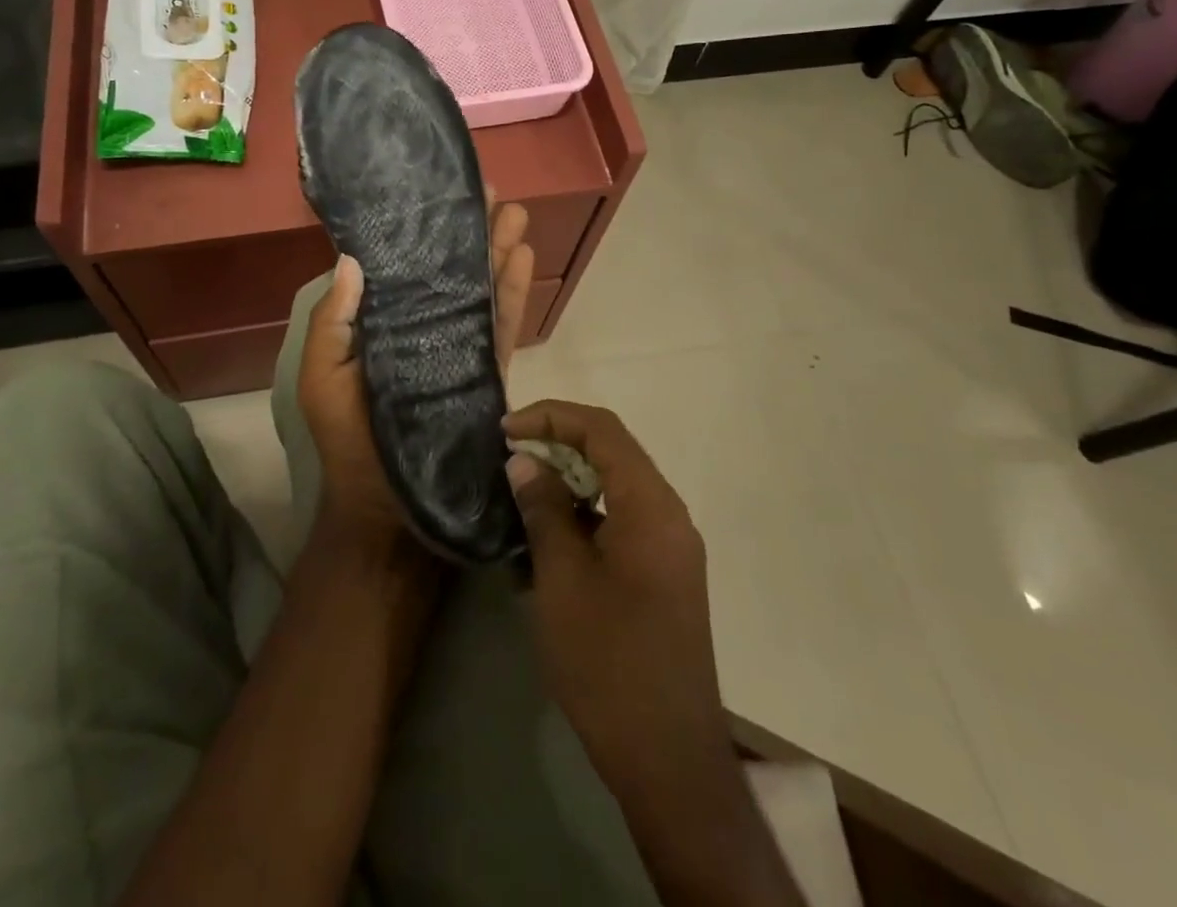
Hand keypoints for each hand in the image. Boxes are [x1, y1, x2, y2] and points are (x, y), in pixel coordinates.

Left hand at [298, 196, 534, 556]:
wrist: (387, 510)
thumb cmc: (348, 439)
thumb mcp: (323, 376)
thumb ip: (333, 320)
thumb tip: (351, 259)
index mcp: (383, 326)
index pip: (404, 269)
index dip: (420, 232)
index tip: (436, 196)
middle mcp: (423, 328)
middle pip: (451, 271)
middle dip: (470, 232)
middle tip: (489, 191)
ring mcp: (457, 348)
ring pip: (481, 289)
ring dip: (498, 250)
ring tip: (516, 212)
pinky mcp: (485, 371)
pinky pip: (501, 325)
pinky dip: (513, 292)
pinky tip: (524, 258)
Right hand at [506, 402, 799, 904]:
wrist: (668, 759)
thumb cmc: (609, 661)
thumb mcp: (563, 579)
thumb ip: (544, 509)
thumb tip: (524, 461)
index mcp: (651, 506)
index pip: (602, 430)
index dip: (551, 417)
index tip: (506, 430)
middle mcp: (668, 515)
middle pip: (612, 452)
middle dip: (558, 443)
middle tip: (510, 455)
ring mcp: (670, 547)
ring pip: (615, 488)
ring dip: (569, 481)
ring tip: (521, 495)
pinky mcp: (663, 575)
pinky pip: (620, 522)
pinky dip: (583, 517)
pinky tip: (545, 542)